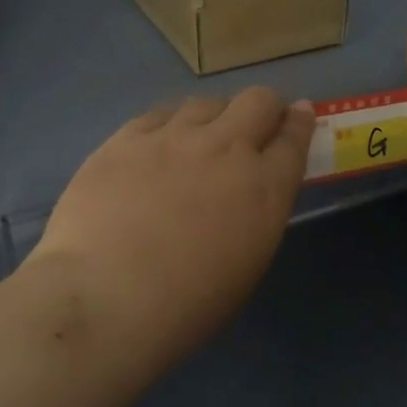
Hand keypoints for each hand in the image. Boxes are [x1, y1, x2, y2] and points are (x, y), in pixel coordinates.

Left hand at [28, 88, 315, 371]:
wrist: (105, 299)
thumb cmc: (186, 305)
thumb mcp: (247, 264)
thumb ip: (258, 215)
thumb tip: (251, 192)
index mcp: (264, 188)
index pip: (295, 137)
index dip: (300, 123)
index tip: (300, 115)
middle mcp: (226, 149)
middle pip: (258, 101)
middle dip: (265, 108)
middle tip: (254, 127)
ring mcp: (174, 138)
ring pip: (207, 103)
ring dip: (215, 117)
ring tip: (199, 141)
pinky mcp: (128, 138)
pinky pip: (160, 113)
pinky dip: (170, 124)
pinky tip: (159, 144)